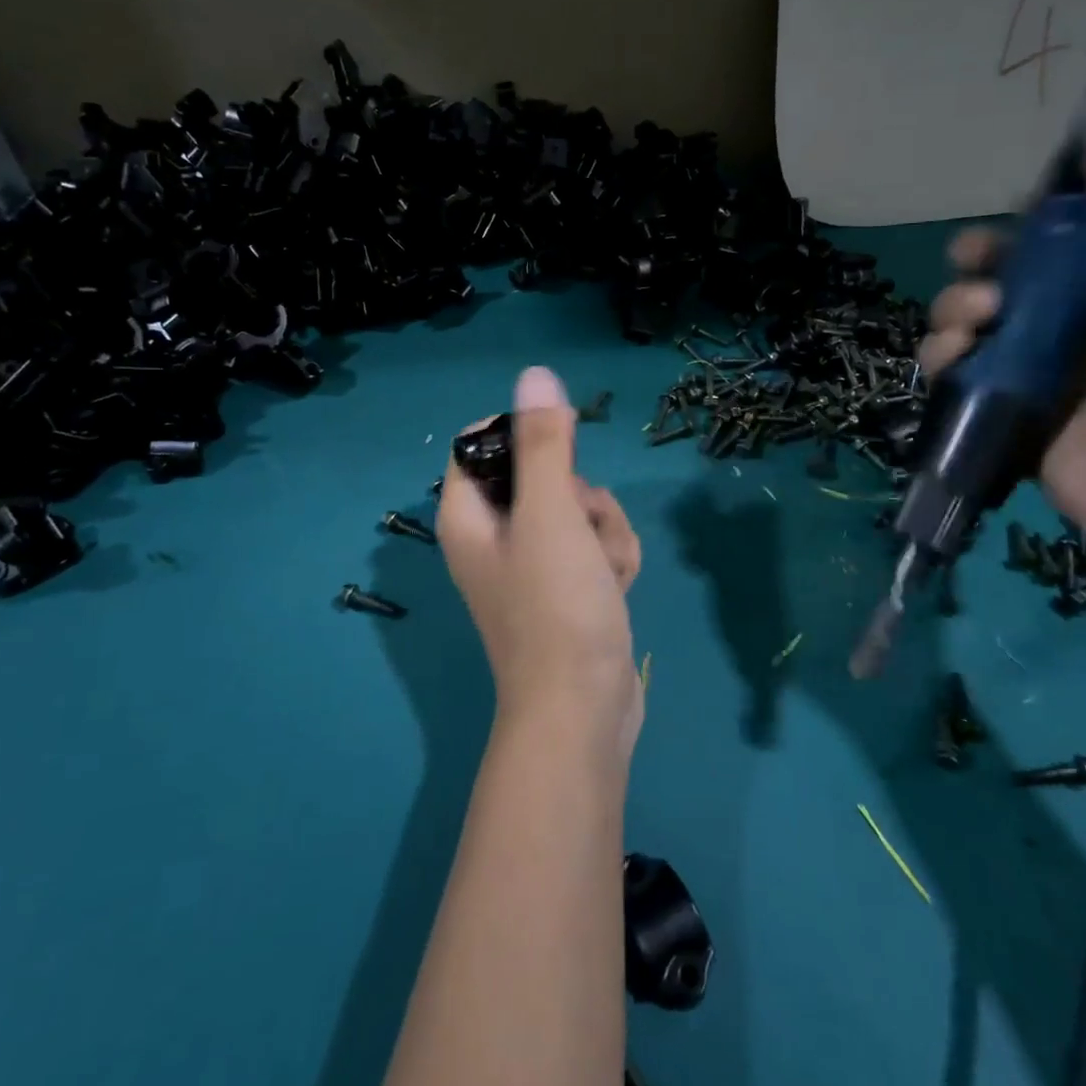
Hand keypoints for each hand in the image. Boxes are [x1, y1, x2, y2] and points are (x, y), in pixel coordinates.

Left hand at [438, 368, 643, 756]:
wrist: (584, 711)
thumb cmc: (556, 607)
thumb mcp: (551, 514)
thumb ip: (543, 443)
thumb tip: (534, 375)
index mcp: (468, 514)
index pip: (481, 441)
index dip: (523, 434)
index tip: (562, 445)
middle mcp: (493, 534)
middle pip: (542, 472)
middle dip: (581, 493)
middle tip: (583, 524)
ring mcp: (532, 562)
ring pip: (579, 507)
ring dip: (605, 529)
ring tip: (605, 570)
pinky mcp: (567, 585)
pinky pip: (594, 543)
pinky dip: (611, 557)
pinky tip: (617, 588)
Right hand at [919, 73, 1085, 559]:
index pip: (1063, 235)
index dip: (1028, 218)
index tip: (1010, 212)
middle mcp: (1079, 320)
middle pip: (1004, 276)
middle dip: (977, 266)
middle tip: (977, 268)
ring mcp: (1039, 368)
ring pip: (969, 321)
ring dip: (955, 308)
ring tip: (975, 319)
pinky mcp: (1005, 411)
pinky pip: (955, 373)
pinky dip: (943, 359)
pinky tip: (954, 356)